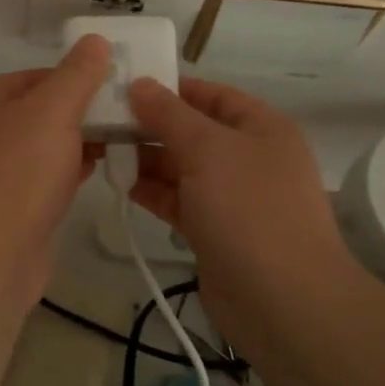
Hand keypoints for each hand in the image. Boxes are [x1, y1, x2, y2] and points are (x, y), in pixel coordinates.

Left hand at [0, 35, 111, 292]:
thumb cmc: (20, 171)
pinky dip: (64, 172)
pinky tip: (91, 173)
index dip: (75, 79)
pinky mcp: (1, 207)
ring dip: (74, 143)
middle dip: (78, 113)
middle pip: (37, 111)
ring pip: (40, 146)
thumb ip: (77, 74)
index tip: (113, 89)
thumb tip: (95, 40)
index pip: (36, 76)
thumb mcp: (54, 110)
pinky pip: (38, 178)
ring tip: (114, 144)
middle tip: (120, 118)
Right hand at [126, 77, 355, 332]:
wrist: (283, 302)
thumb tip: (139, 83)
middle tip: (101, 118)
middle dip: (150, 124)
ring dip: (145, 158)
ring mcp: (232, 196)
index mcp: (261, 127)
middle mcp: (248, 156)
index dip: (170, 88)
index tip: (123, 84)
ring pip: (181, 166)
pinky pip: (178, 199)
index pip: (211, 94)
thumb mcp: (208, 149)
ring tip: (102, 148)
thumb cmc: (249, 209)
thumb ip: (169, 114)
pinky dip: (151, 190)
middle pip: (192, 130)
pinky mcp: (214, 230)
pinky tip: (119, 182)